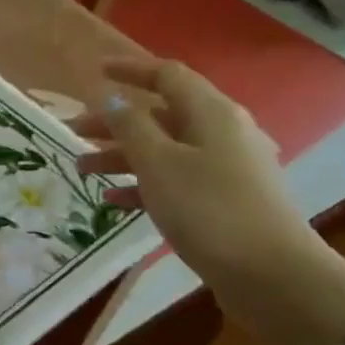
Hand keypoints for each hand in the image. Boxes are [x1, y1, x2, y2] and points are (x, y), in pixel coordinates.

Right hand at [76, 57, 328, 295]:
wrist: (270, 274)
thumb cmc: (207, 208)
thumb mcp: (158, 163)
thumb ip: (131, 127)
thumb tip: (114, 98)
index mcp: (211, 113)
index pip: (167, 76)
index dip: (131, 70)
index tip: (96, 73)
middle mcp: (222, 133)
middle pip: (160, 115)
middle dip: (115, 123)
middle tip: (73, 133)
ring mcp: (226, 168)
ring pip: (164, 150)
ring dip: (122, 156)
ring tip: (83, 170)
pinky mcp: (224, 200)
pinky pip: (175, 180)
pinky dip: (143, 185)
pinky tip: (113, 202)